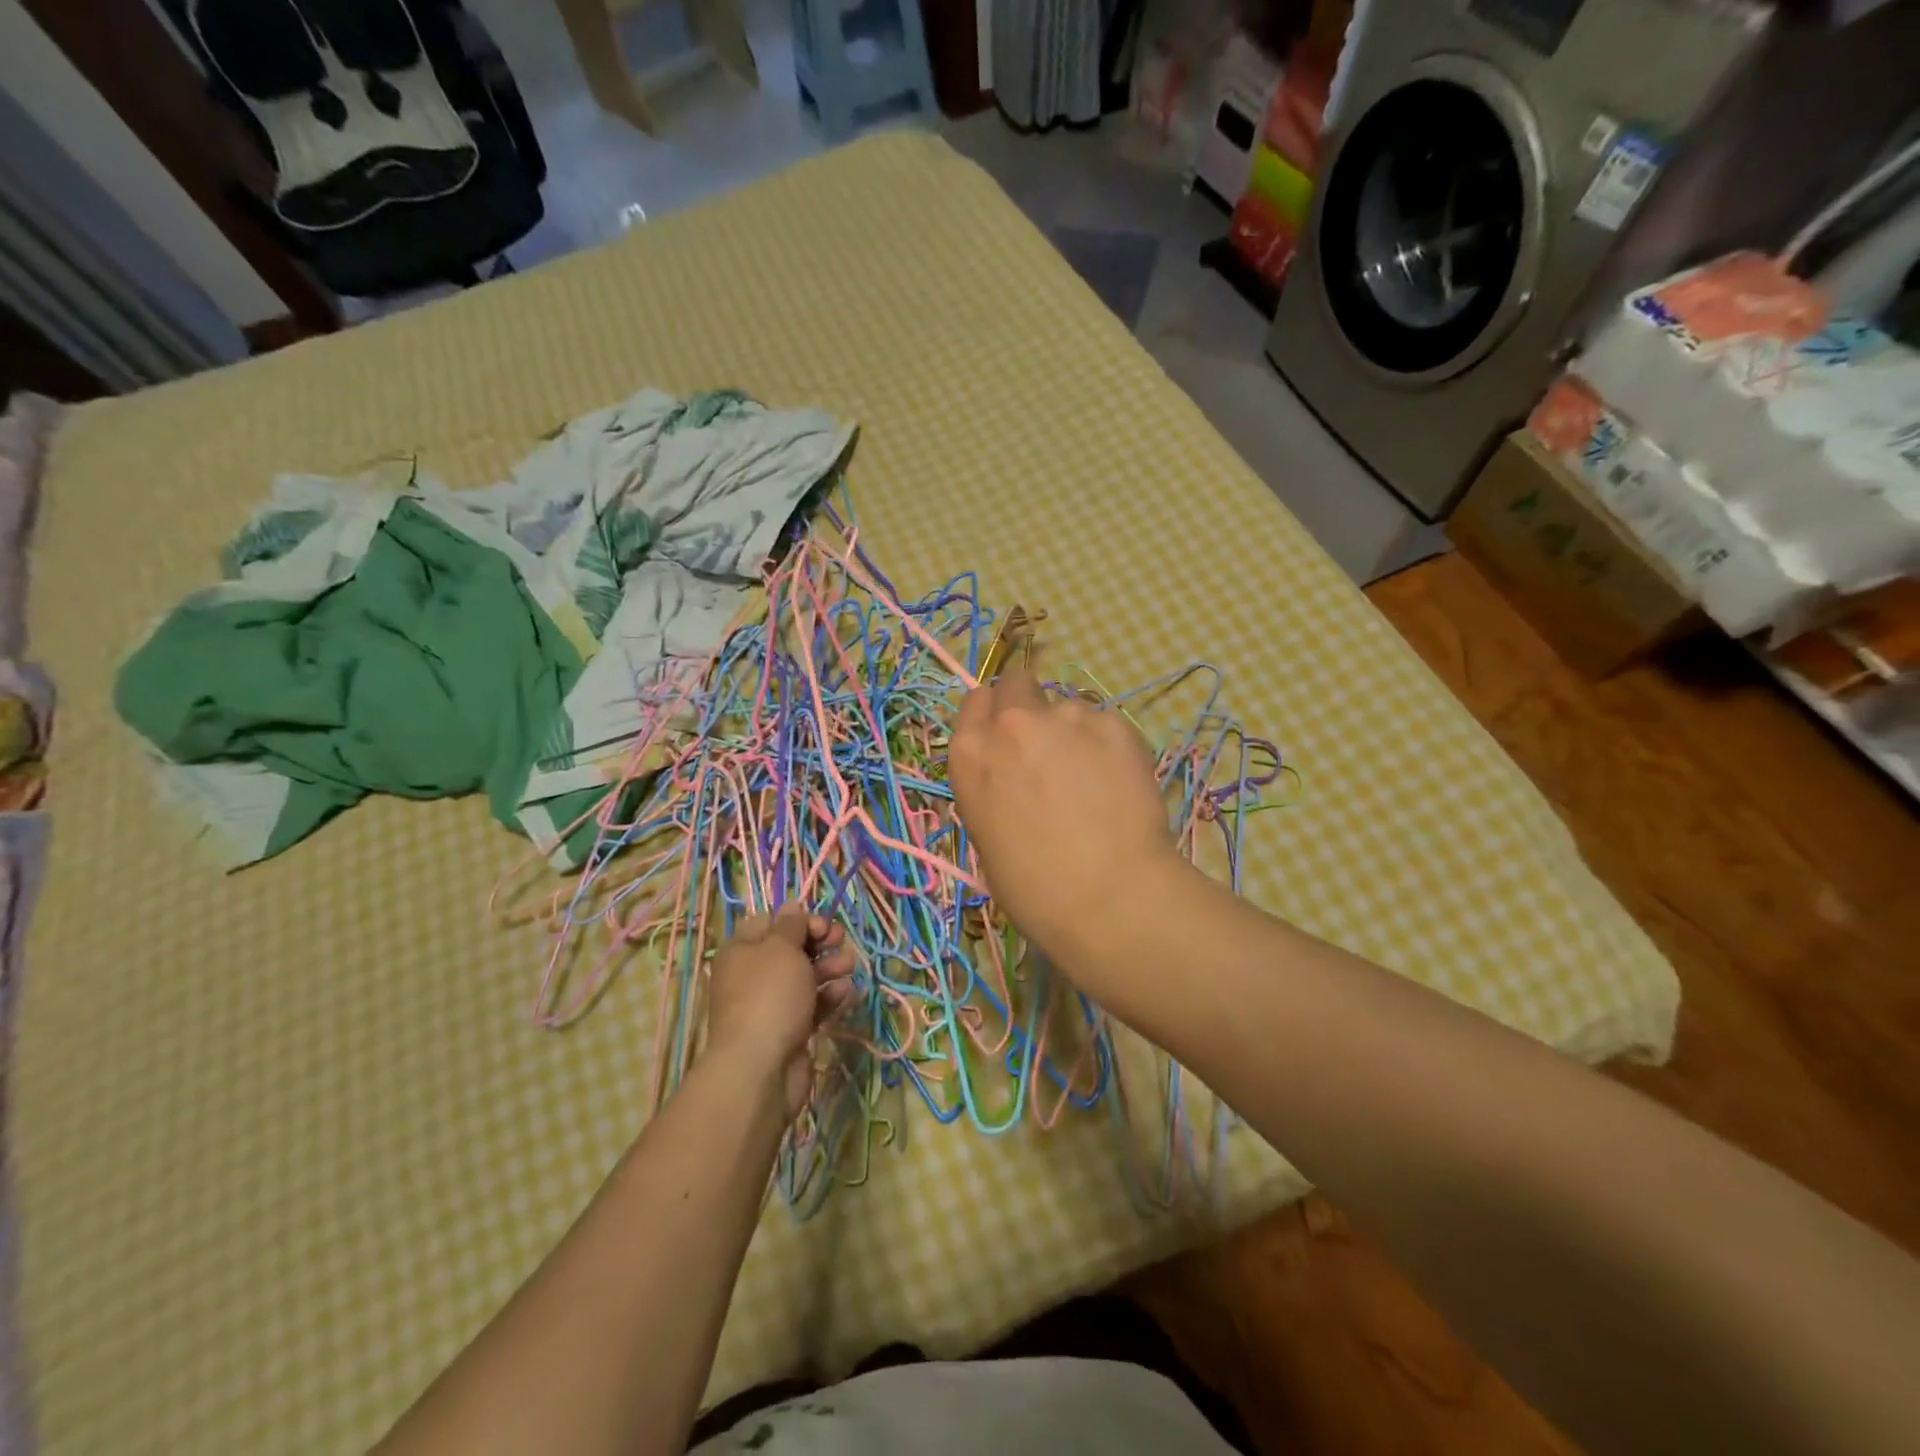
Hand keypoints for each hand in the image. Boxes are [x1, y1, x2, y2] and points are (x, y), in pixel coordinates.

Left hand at [705, 906, 855, 1119]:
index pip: (769, 922)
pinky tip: (846, 991)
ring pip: (805, 977)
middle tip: (840, 940)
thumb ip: (791, 925)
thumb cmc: (769, 996)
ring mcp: (771, 1005)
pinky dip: (829, 996)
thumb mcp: (781, 948)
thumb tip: (791, 906)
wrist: (760, 1069)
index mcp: (742, 951)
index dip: (797, 919)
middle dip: (819, 942)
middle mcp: (753, 975)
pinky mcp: (790, 1030)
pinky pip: (812, 1005)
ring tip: (849, 965)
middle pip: (791, 949)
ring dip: (829, 967)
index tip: (821, 924)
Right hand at [947, 669, 1189, 975]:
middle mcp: (1012, 723)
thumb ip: (994, 786)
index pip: (975, 702)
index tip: (1006, 734)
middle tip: (1049, 745)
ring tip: (1095, 779)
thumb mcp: (986, 834)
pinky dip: (1110, 747)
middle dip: (1029, 705)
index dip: (993, 715)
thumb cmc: (1033, 888)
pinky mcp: (1115, 725)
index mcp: (970, 754)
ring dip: (1074, 733)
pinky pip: (1107, 724)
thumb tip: (1016, 777)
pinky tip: (1119, 785)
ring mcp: (1066, 718)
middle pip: (1017, 684)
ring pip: (1068, 708)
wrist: (1106, 898)